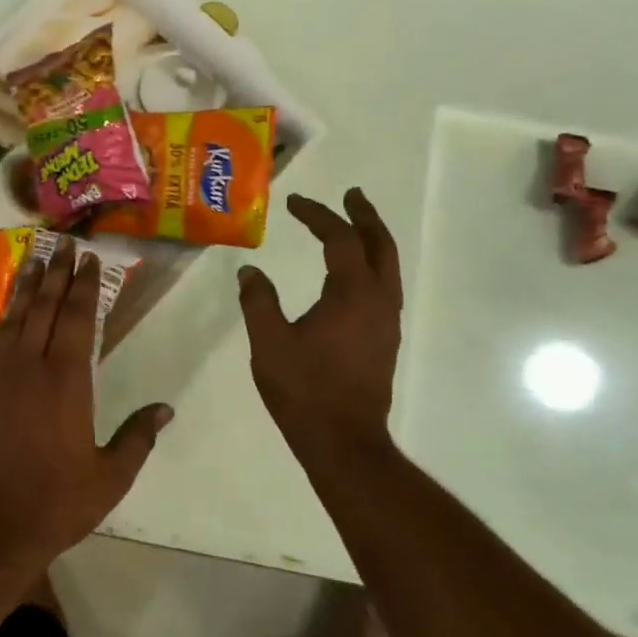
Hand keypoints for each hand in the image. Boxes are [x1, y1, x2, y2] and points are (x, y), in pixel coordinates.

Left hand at [0, 244, 172, 570]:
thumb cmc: (57, 503)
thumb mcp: (110, 476)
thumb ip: (138, 437)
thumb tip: (165, 408)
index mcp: (67, 381)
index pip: (79, 319)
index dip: (85, 286)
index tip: (90, 259)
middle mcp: (30, 367)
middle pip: (46, 308)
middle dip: (57, 274)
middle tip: (63, 245)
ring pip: (15, 318)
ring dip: (27, 287)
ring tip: (35, 260)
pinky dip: (5, 318)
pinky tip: (10, 311)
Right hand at [237, 188, 402, 465]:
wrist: (343, 440)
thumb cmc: (304, 389)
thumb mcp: (269, 342)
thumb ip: (258, 301)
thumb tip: (249, 271)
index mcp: (352, 294)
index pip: (339, 240)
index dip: (317, 216)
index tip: (293, 204)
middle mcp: (379, 301)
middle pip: (380, 245)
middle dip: (364, 216)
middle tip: (350, 195)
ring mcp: (387, 322)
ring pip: (388, 267)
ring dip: (372, 240)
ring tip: (354, 225)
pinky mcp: (385, 340)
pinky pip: (384, 287)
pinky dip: (371, 266)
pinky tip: (352, 274)